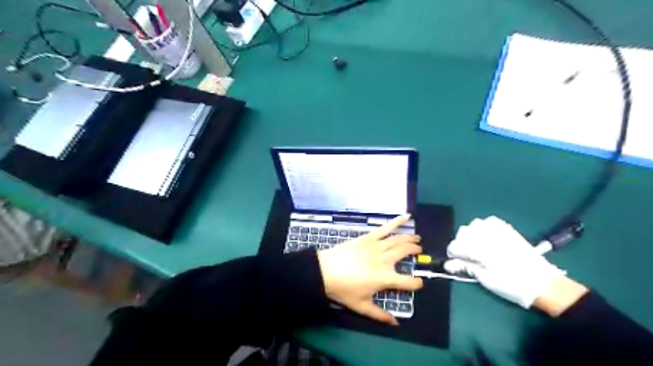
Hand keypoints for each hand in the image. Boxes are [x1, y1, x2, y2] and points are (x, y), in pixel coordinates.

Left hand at [317, 215, 423, 325]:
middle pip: (406, 253)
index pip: (408, 282)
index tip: (418, 283)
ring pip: (399, 240)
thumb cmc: (343, 290)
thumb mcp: (361, 306)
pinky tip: (407, 216)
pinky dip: (397, 221)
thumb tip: (396, 323)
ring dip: (411, 238)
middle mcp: (385, 260)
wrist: (325, 271)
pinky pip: (385, 228)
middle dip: (416, 251)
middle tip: (419, 251)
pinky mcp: (369, 237)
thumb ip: (380, 315)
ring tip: (417, 238)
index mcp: (385, 278)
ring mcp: (377, 246)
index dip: (417, 283)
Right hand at [444, 218, 566, 308]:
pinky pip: (491, 221)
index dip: (452, 254)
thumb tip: (448, 264)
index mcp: (481, 249)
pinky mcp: (509, 230)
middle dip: (460, 243)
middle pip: (463, 232)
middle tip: (465, 256)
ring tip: (475, 245)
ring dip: (471, 233)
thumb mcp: (486, 280)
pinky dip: (484, 227)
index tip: (454, 262)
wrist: (543, 284)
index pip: (456, 245)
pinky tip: (487, 236)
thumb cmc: (512, 285)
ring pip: (475, 224)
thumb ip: (466, 268)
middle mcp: (487, 235)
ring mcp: (499, 231)